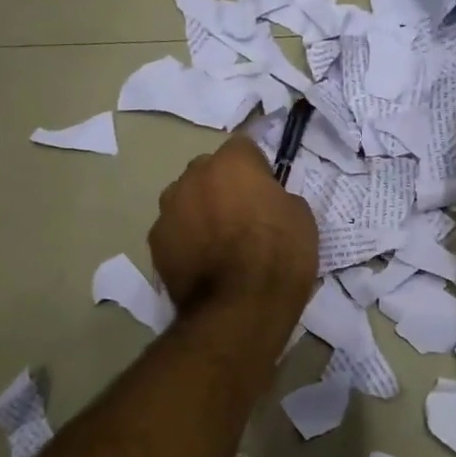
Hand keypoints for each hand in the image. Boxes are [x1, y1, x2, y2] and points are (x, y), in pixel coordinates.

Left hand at [148, 136, 317, 316]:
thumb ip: (277, 197)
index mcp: (232, 162)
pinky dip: (186, 242)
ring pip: (186, 200)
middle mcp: (193, 176)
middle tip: (243, 218)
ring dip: (200, 212)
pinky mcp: (155, 243)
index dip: (256, 169)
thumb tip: (266, 202)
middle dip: (222, 187)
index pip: (243, 148)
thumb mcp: (300, 217)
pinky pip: (174, 232)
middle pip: (208, 172)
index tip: (266, 192)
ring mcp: (169, 209)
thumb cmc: (279, 255)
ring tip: (219, 245)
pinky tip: (203, 265)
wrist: (240, 308)